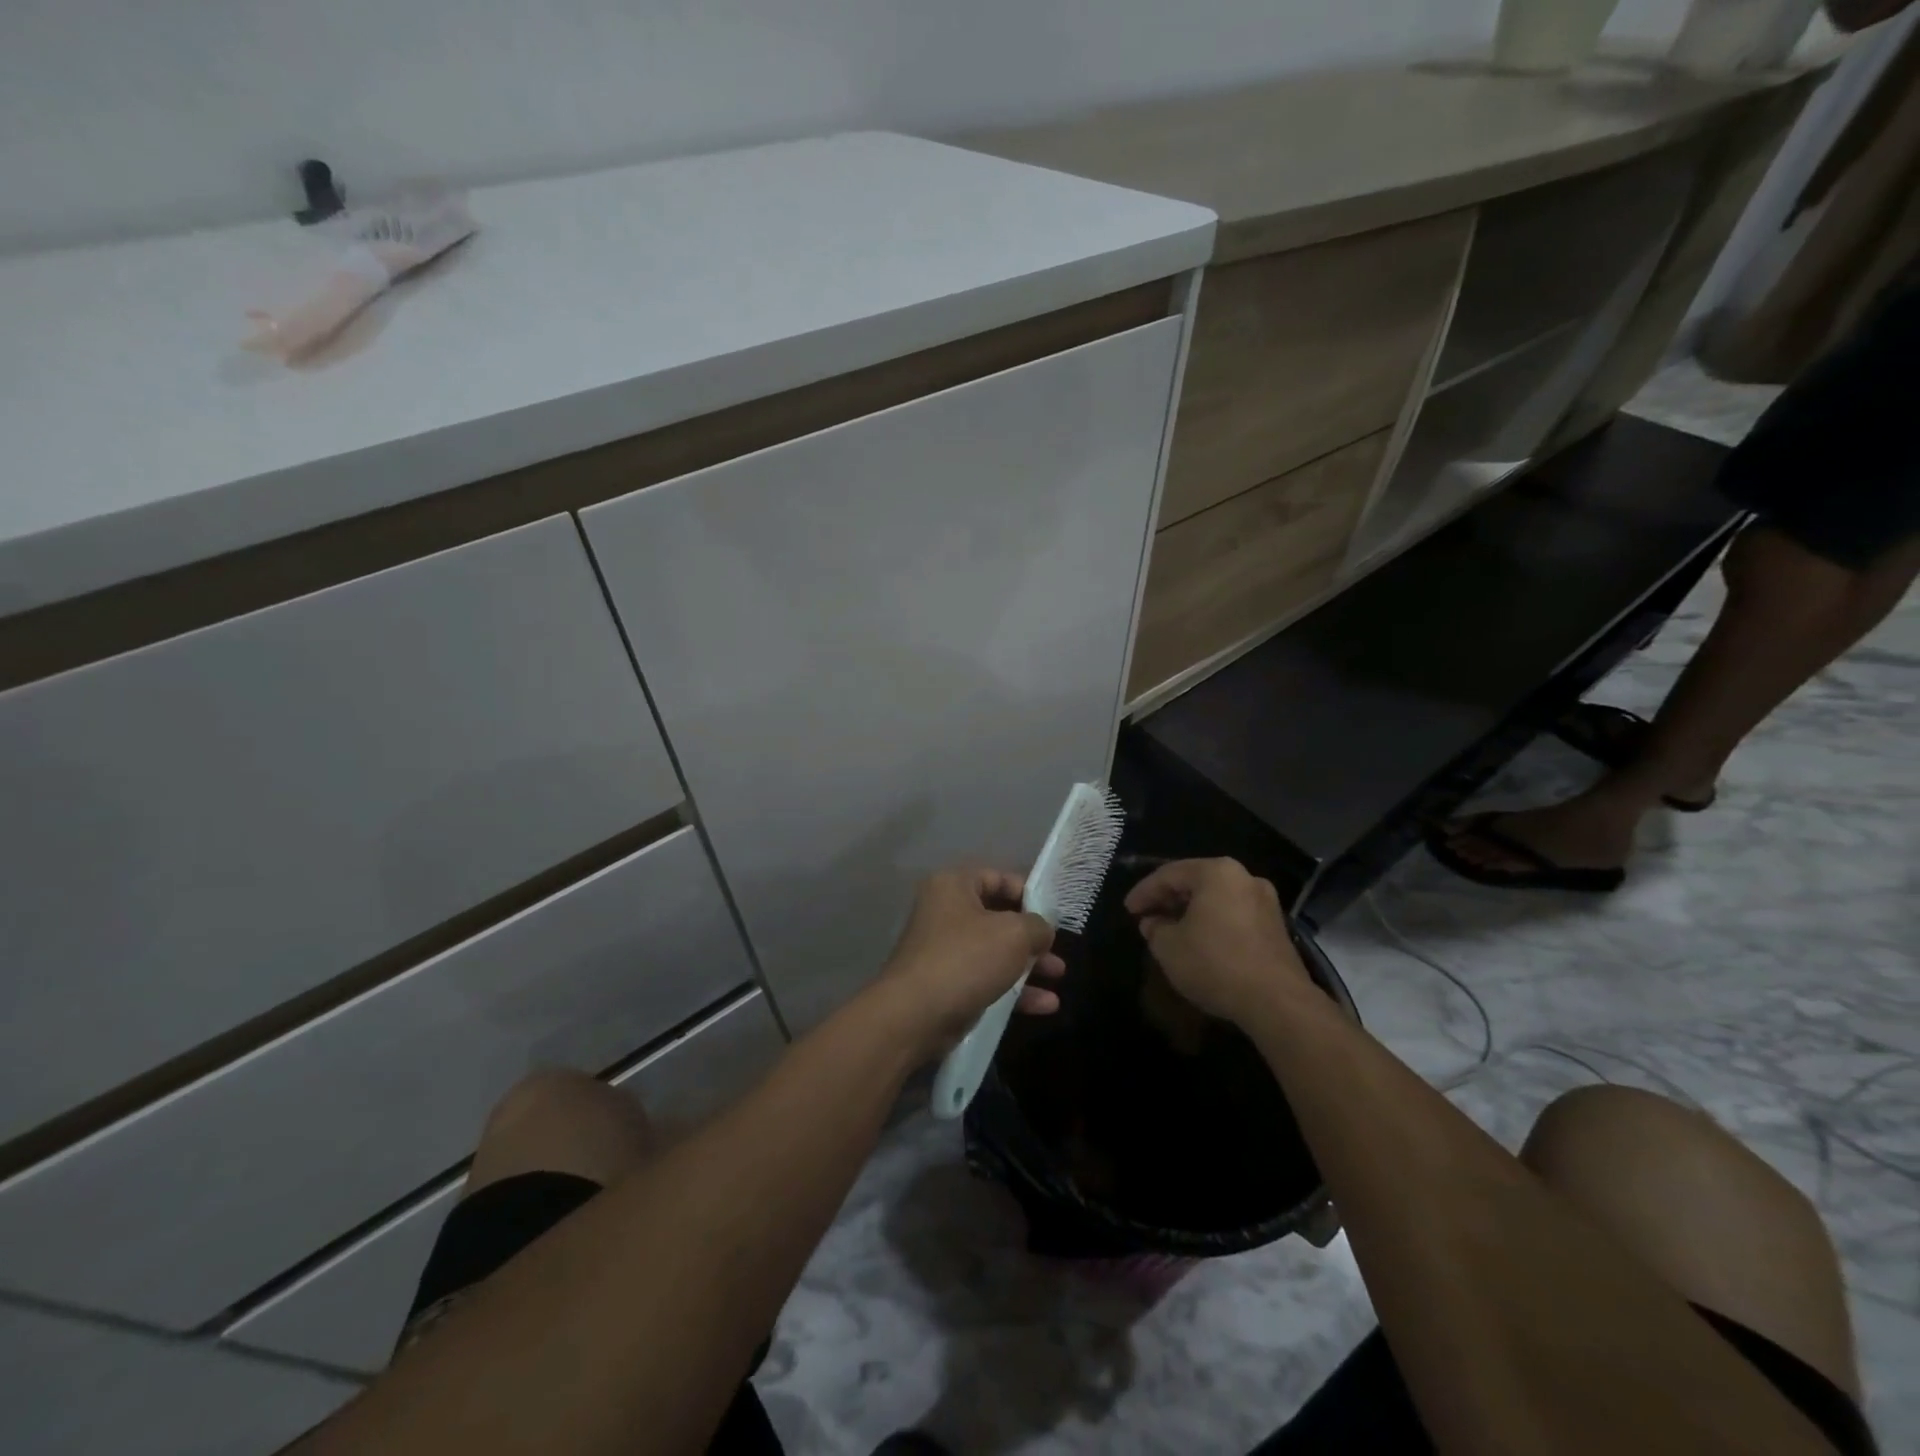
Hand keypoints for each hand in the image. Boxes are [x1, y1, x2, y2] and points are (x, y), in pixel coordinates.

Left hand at [878, 867, 1065, 1060]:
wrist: (915, 1016)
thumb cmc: (966, 959)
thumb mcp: (1013, 934)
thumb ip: (1037, 926)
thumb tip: (1042, 931)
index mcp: (953, 886)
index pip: (997, 878)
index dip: (1028, 893)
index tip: (1053, 914)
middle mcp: (945, 912)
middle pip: (998, 917)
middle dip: (1032, 935)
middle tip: (1057, 948)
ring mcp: (945, 951)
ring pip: (995, 952)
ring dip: (1028, 964)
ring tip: (1058, 976)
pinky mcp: (948, 985)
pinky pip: (987, 980)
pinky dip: (1015, 990)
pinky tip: (1046, 1005)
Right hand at [1124, 858, 1311, 1026]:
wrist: (1277, 1002)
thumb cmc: (1215, 963)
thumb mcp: (1169, 947)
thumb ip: (1155, 929)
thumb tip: (1153, 923)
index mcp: (1217, 872)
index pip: (1169, 874)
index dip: (1144, 891)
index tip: (1128, 910)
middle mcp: (1244, 878)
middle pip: (1196, 882)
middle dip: (1168, 899)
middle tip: (1147, 916)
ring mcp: (1265, 902)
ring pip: (1216, 899)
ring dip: (1191, 912)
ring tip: (1170, 931)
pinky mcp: (1276, 927)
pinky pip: (1234, 915)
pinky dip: (1212, 923)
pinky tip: (1199, 942)